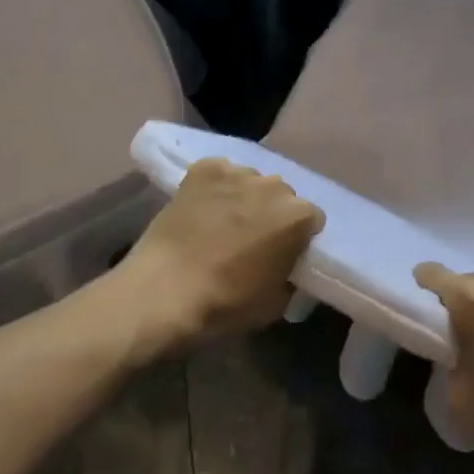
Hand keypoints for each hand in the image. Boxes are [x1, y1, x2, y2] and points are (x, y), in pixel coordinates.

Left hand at [116, 161, 324, 352]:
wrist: (161, 292)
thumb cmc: (224, 304)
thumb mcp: (275, 305)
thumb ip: (291, 276)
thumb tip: (287, 267)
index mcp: (297, 216)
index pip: (311, 219)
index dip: (298, 237)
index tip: (282, 253)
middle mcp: (274, 185)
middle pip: (282, 196)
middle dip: (272, 213)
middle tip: (252, 239)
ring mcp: (238, 173)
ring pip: (251, 182)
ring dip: (245, 198)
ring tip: (222, 223)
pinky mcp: (205, 168)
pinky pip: (221, 173)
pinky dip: (216, 187)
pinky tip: (202, 208)